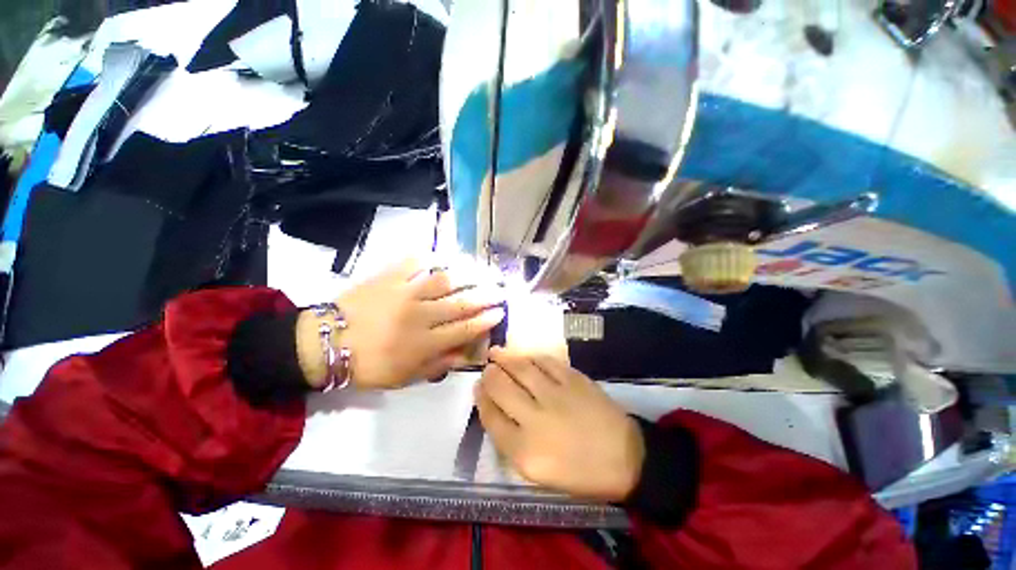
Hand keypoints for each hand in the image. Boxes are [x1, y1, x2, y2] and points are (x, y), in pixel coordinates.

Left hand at [297, 258, 504, 389]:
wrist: (326, 342)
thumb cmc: (368, 364)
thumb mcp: (405, 377)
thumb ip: (438, 365)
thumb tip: (466, 354)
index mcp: (423, 343)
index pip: (464, 329)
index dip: (486, 321)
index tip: (500, 313)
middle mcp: (420, 315)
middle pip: (461, 303)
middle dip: (486, 296)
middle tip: (501, 290)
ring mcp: (405, 292)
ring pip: (445, 280)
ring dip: (469, 275)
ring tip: (484, 270)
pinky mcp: (389, 277)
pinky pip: (415, 262)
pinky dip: (433, 257)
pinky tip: (447, 256)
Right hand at [475, 347, 644, 501]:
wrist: (625, 458)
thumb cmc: (581, 472)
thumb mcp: (539, 472)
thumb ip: (513, 443)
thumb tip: (496, 410)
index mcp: (525, 452)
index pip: (491, 418)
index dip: (481, 400)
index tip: (478, 388)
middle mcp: (536, 420)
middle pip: (501, 388)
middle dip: (489, 375)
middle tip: (487, 368)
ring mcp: (556, 394)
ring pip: (521, 368)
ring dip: (505, 358)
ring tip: (496, 353)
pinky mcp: (573, 379)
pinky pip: (546, 361)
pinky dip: (532, 356)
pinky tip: (525, 355)